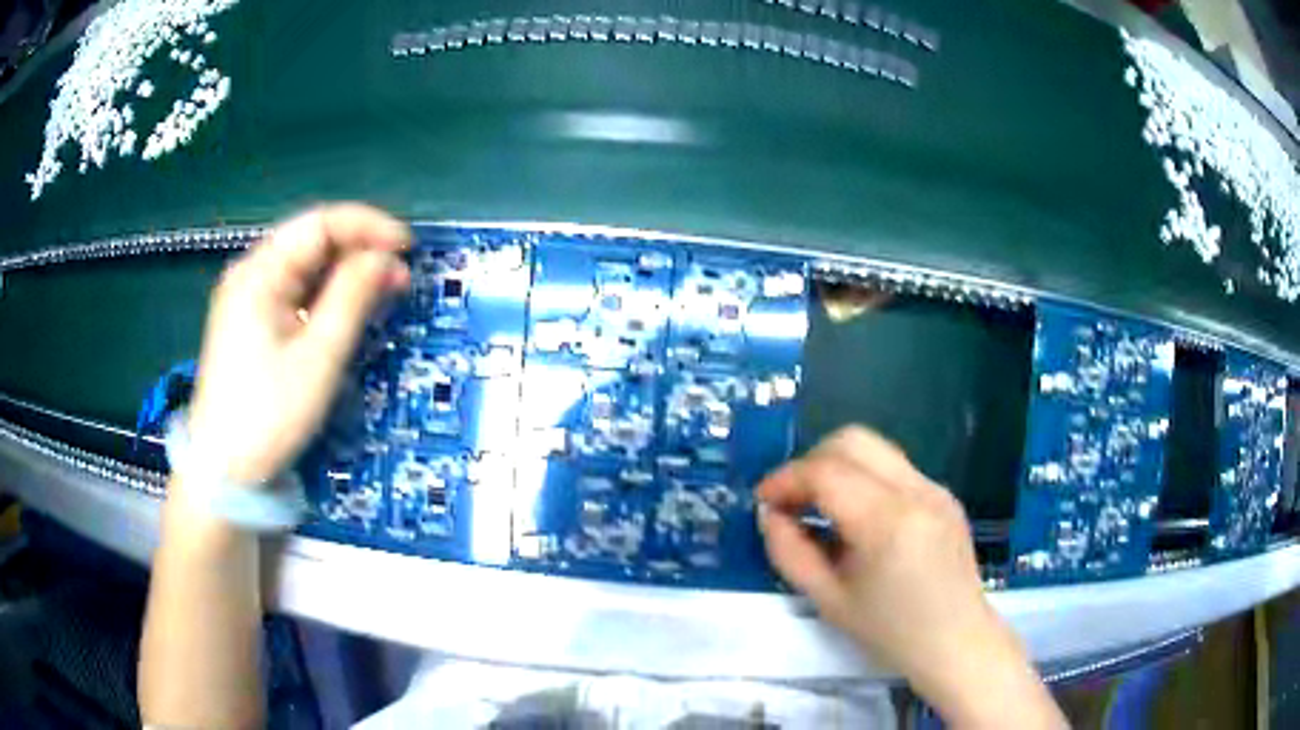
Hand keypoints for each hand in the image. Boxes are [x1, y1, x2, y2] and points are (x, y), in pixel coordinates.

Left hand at [184, 204, 410, 484]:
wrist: (224, 471)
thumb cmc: (269, 414)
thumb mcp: (318, 356)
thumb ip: (352, 297)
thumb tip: (386, 258)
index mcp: (259, 273)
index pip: (319, 224)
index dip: (368, 227)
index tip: (407, 247)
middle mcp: (250, 274)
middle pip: (311, 242)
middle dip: (359, 250)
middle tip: (400, 277)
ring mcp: (247, 299)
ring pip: (304, 267)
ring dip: (345, 273)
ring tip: (383, 293)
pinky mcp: (250, 323)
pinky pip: (294, 293)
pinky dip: (326, 296)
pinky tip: (348, 309)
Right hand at [758, 426, 1064, 728]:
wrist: (956, 641)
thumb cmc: (890, 632)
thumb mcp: (827, 600)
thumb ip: (789, 551)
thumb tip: (770, 514)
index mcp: (888, 523)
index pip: (826, 472)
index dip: (785, 479)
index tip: (763, 501)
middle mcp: (916, 491)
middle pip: (853, 440)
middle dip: (811, 461)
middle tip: (791, 499)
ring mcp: (935, 487)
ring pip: (874, 448)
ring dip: (837, 466)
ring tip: (819, 506)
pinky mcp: (944, 493)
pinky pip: (893, 468)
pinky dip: (863, 478)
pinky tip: (856, 517)